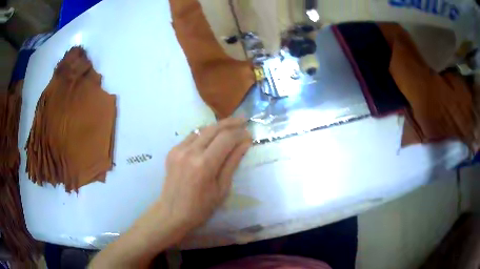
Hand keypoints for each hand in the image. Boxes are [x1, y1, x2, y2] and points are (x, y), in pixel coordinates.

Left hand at [89, 118, 250, 267]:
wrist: (172, 212)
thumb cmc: (201, 207)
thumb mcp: (222, 188)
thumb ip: (232, 162)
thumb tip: (245, 143)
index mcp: (205, 164)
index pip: (226, 138)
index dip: (240, 133)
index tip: (249, 134)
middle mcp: (190, 152)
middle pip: (214, 128)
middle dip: (231, 122)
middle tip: (243, 120)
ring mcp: (179, 149)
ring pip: (202, 129)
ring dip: (218, 126)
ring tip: (230, 126)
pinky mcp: (172, 151)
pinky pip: (191, 136)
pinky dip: (204, 134)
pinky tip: (212, 137)